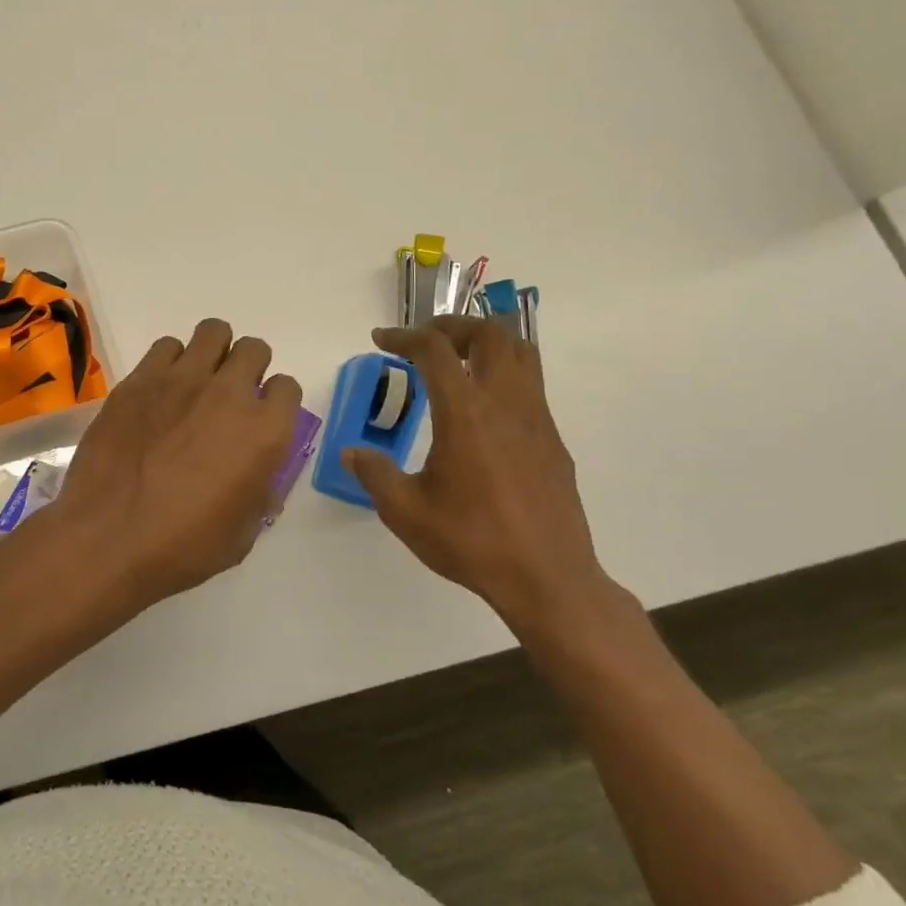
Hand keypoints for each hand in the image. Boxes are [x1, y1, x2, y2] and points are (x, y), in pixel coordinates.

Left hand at [49, 319, 301, 609]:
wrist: (108, 538)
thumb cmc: (183, 546)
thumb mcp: (243, 532)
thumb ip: (259, 491)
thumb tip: (257, 475)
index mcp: (264, 431)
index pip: (287, 387)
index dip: (275, 402)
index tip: (259, 420)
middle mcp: (229, 393)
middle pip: (253, 349)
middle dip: (247, 369)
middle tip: (227, 398)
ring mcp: (181, 380)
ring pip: (212, 333)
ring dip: (212, 354)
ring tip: (195, 384)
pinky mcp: (139, 379)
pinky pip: (166, 346)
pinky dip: (170, 362)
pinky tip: (159, 392)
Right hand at [343, 318, 610, 634]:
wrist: (548, 579)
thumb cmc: (472, 541)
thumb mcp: (405, 511)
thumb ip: (374, 474)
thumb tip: (352, 452)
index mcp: (465, 413)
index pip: (434, 350)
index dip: (403, 336)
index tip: (380, 340)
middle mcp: (505, 403)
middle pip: (489, 334)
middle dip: (452, 325)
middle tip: (424, 340)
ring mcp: (537, 420)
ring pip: (521, 353)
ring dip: (486, 342)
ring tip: (457, 359)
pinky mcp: (554, 441)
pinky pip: (531, 385)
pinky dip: (503, 374)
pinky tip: (482, 410)